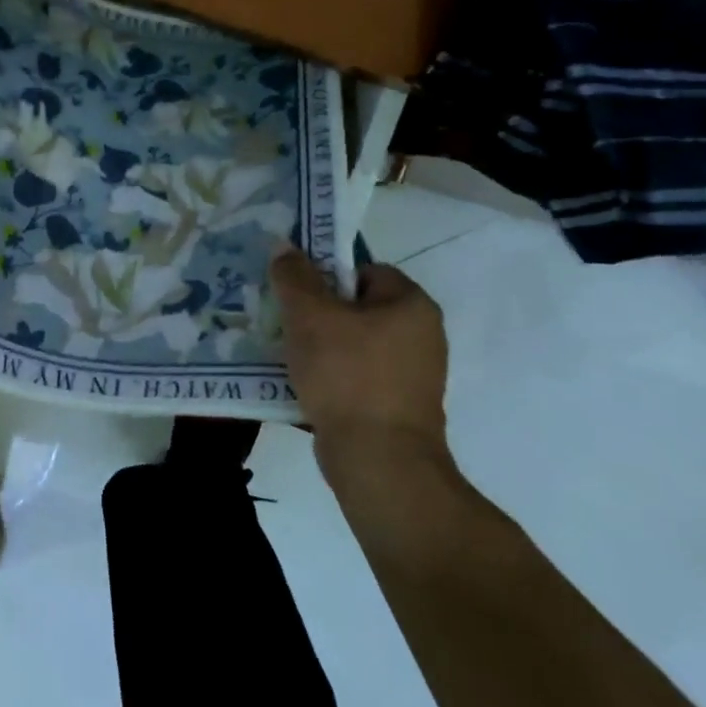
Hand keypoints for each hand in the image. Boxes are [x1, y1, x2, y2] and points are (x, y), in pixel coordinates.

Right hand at [270, 251, 450, 486]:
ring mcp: (413, 375)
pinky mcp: (398, 408)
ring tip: (287, 353)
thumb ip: (294, 276)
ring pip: (353, 344)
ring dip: (320, 346)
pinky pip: (356, 377)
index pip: (364, 270)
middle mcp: (422, 336)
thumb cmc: (348, 375)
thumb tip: (284, 245)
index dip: (326, 275)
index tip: (295, 293)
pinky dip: (331, 377)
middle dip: (318, 313)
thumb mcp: (309, 315)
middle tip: (284, 320)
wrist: (378, 461)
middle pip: (356, 307)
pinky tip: (302, 384)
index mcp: (412, 305)